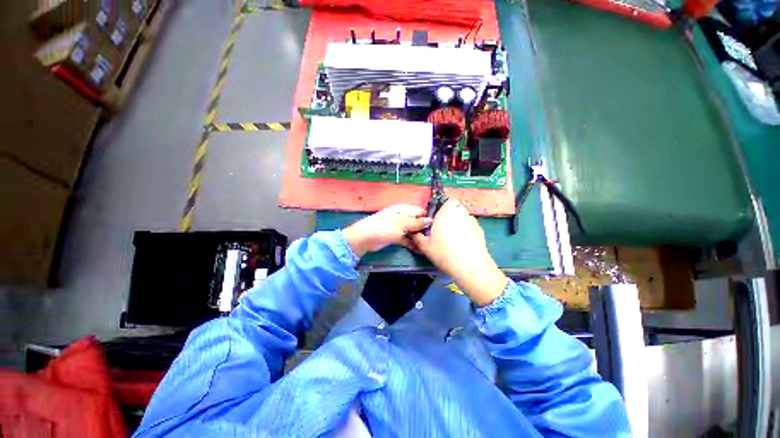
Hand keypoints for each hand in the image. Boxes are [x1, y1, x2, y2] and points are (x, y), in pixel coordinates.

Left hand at [343, 205, 432, 257]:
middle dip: (425, 229)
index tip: (438, 226)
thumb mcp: (402, 223)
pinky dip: (413, 243)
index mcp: (403, 209)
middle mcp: (402, 217)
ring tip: (430, 245)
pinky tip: (420, 249)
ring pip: (413, 231)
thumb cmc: (384, 227)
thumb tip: (430, 220)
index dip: (428, 217)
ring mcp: (399, 227)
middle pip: (417, 221)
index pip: (420, 211)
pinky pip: (407, 239)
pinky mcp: (396, 237)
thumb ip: (416, 222)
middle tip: (435, 238)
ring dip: (419, 237)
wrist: (365, 238)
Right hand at [410, 199, 507, 305]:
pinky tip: (460, 245)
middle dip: (446, 217)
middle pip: (453, 209)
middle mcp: (461, 212)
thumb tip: (413, 231)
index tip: (434, 220)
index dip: (439, 208)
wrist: (472, 268)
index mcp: (447, 211)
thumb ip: (417, 236)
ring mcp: (472, 221)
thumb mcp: (425, 246)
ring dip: (455, 223)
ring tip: (450, 240)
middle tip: (439, 231)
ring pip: (461, 217)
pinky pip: (468, 226)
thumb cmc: (445, 253)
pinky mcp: (480, 230)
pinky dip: (464, 231)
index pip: (444, 200)